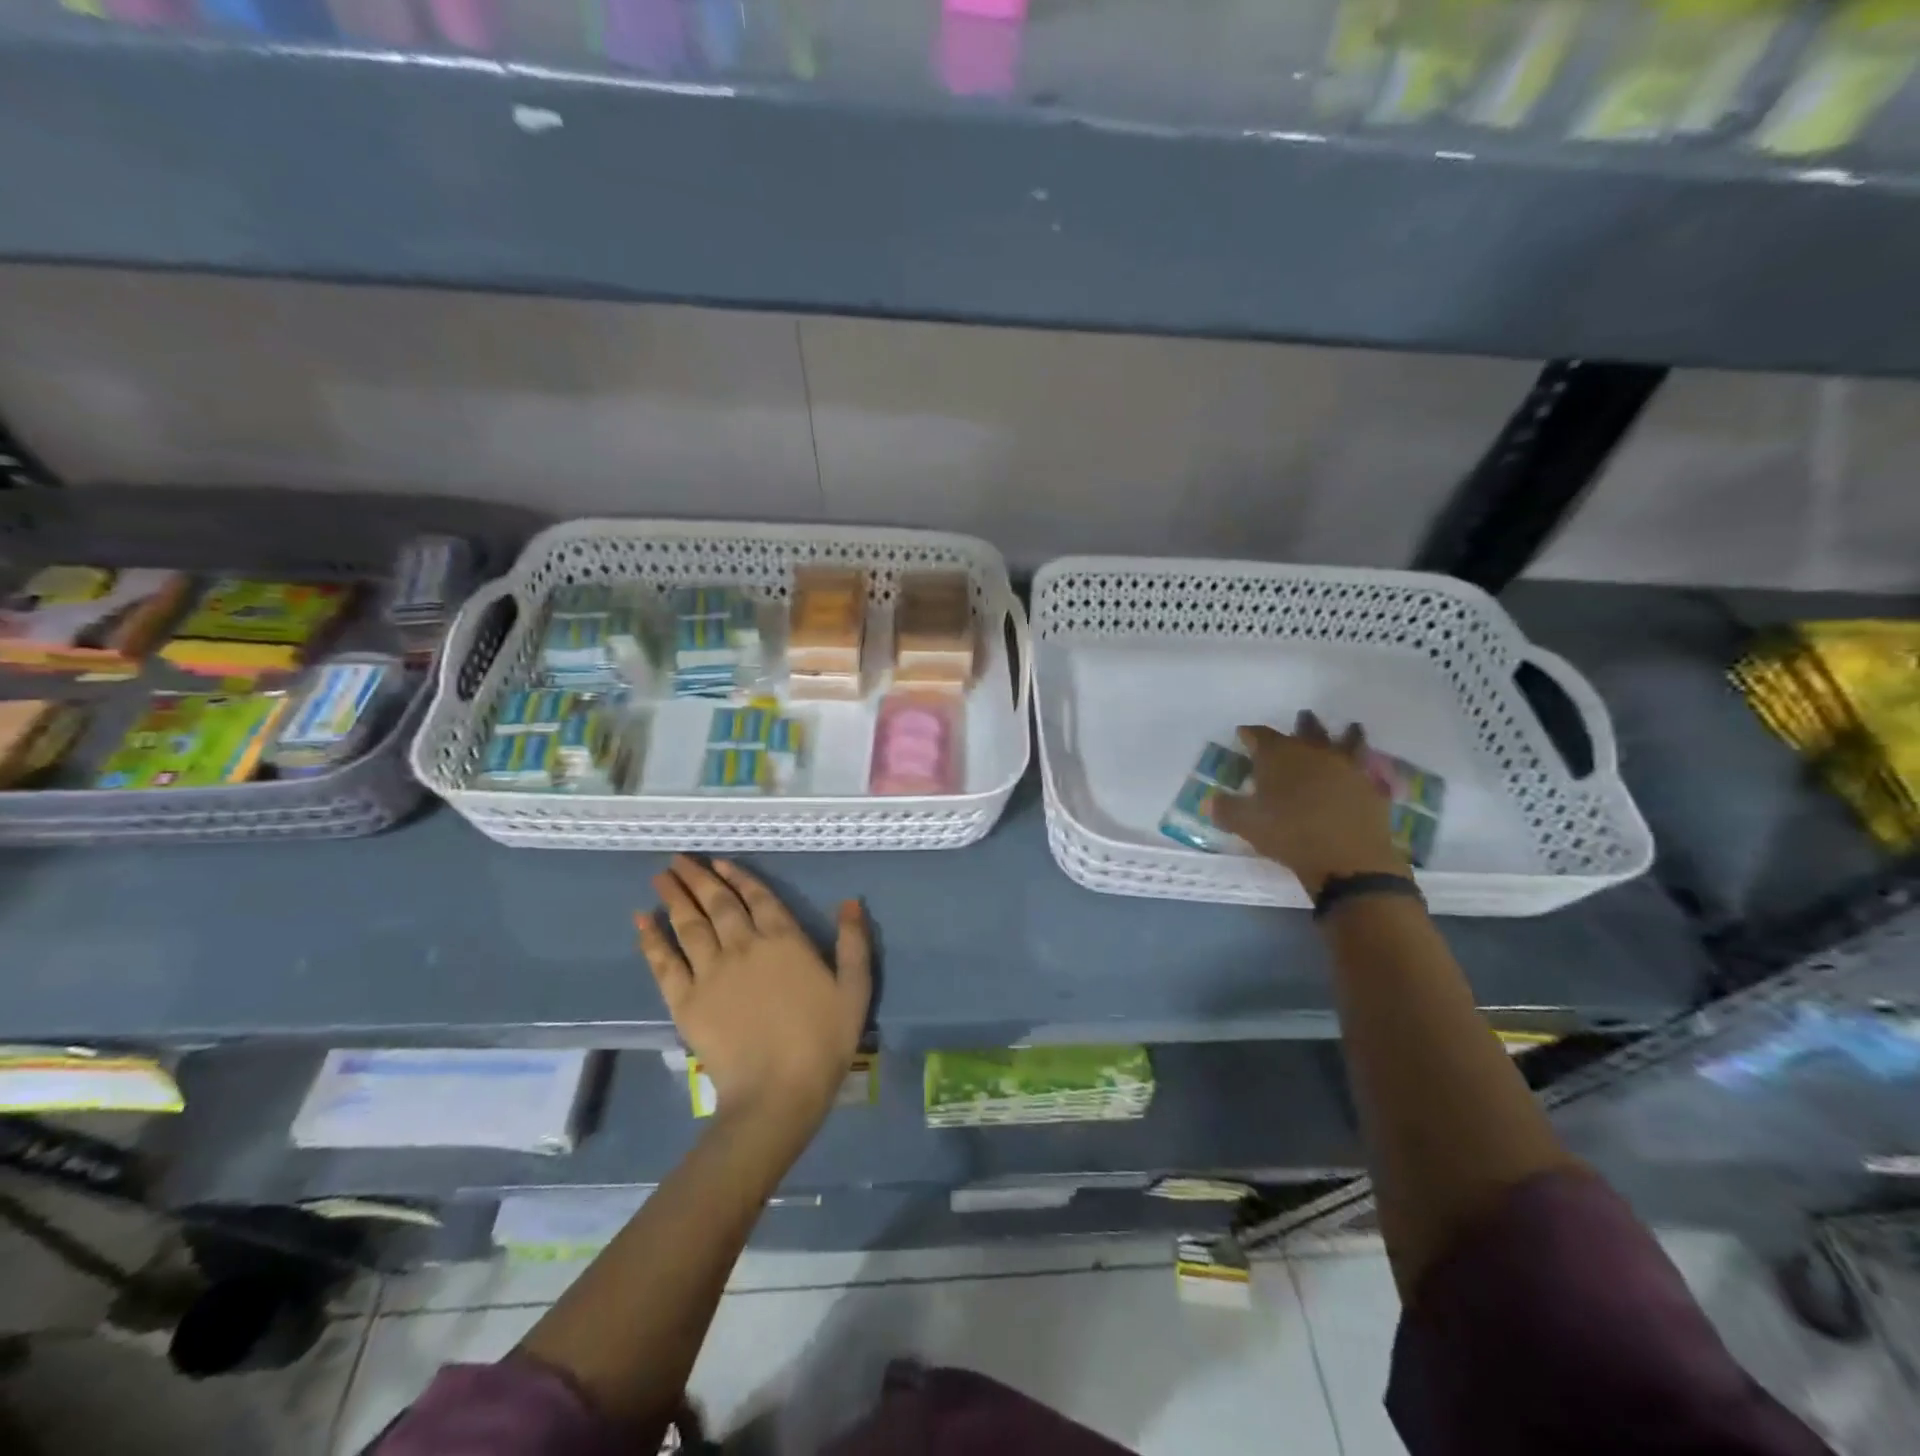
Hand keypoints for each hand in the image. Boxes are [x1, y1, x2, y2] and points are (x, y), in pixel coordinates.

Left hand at [638, 856, 871, 1130]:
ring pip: (689, 923)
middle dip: (698, 877)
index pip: (758, 897)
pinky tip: (641, 919)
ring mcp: (711, 971)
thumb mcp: (854, 990)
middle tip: (679, 859)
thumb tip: (850, 902)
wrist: (778, 1091)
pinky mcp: (685, 1000)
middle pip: (718, 903)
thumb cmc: (823, 1040)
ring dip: (674, 896)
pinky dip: (651, 938)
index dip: (738, 876)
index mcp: (784, 939)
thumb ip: (853, 944)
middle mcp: (744, 945)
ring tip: (661, 875)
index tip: (718, 861)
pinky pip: (664, 961)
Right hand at [1212, 711, 1406, 896]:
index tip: (1243, 734)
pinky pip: (1367, 767)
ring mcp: (1346, 767)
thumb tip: (1212, 800)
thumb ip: (1226, 809)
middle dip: (1302, 724)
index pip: (1259, 735)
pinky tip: (1365, 767)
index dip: (1249, 734)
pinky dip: (1364, 764)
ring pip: (1346, 740)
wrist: (1347, 859)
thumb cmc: (1288, 835)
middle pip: (1307, 729)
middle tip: (1302, 718)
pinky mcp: (1369, 786)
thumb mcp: (1246, 824)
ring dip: (1344, 733)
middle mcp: (1313, 752)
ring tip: (1348, 728)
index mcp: (1278, 756)